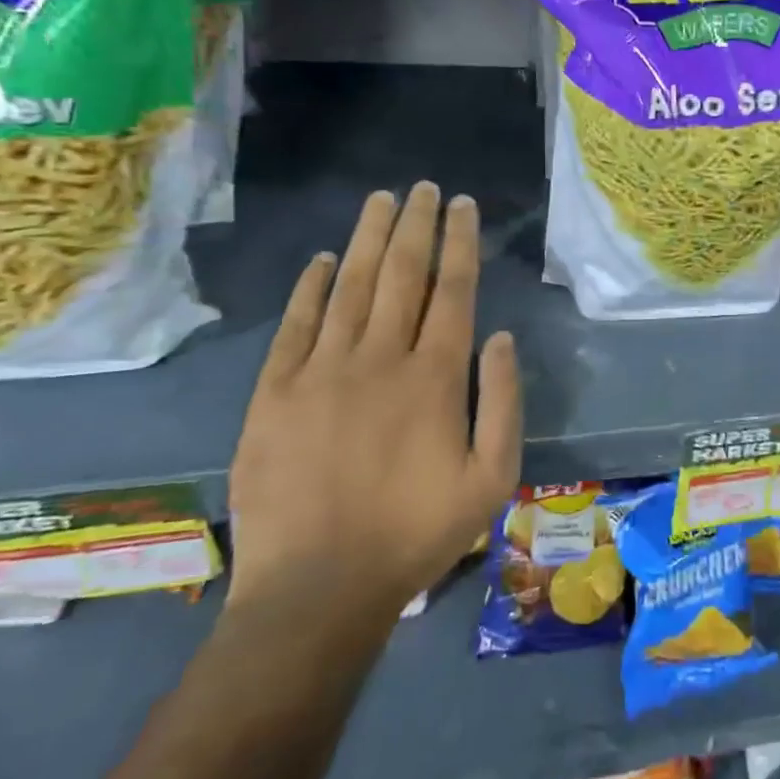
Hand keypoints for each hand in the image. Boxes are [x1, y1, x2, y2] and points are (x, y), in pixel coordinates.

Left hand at [227, 183, 522, 640]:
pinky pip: (295, 325)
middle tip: (425, 188)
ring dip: (370, 238)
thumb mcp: (491, 479)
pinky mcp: (275, 393)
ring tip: (383, 200)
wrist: (317, 590)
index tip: (464, 206)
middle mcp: (380, 358)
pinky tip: (324, 259)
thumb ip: (503, 403)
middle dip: (418, 224)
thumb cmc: (416, 535)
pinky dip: (311, 287)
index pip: (453, 290)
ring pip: (352, 286)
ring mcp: (322, 371)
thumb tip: (499, 337)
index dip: (460, 242)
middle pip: (403, 274)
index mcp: (435, 377)